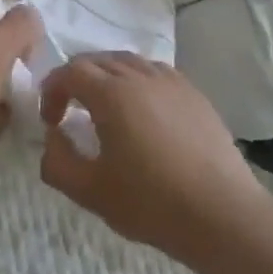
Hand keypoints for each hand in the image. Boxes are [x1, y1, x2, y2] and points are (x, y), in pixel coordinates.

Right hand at [38, 53, 270, 263]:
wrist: (220, 213)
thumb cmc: (150, 202)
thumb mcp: (90, 191)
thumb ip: (57, 162)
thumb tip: (53, 137)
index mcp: (111, 93)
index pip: (70, 71)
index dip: (52, 90)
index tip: (52, 121)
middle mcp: (140, 76)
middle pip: (98, 60)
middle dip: (76, 80)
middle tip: (71, 112)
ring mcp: (171, 81)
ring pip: (128, 62)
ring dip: (107, 77)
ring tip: (105, 109)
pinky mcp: (194, 94)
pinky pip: (155, 73)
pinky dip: (137, 82)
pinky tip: (143, 112)